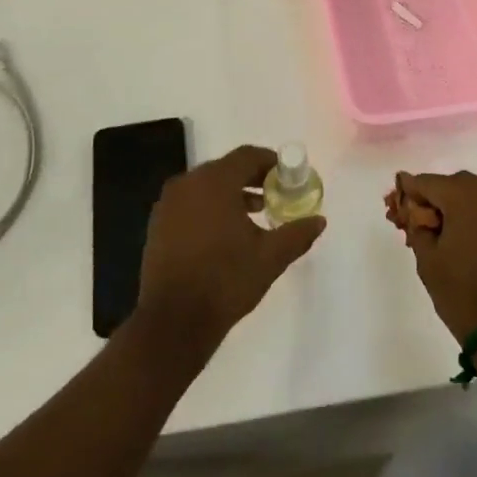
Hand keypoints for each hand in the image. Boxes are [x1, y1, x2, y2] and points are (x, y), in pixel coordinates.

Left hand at [137, 145, 325, 352]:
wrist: (174, 321)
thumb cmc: (225, 281)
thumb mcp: (270, 258)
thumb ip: (296, 234)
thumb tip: (319, 220)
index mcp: (215, 182)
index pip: (247, 156)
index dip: (270, 162)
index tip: (287, 177)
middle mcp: (187, 183)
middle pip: (226, 168)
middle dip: (252, 178)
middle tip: (274, 195)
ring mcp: (168, 204)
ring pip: (206, 186)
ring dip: (231, 193)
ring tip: (255, 215)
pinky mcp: (158, 224)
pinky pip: (190, 203)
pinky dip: (210, 207)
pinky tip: (225, 233)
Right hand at [389, 170, 476, 341]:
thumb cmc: (461, 292)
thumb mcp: (427, 259)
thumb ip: (417, 226)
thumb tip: (415, 212)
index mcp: (463, 197)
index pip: (427, 182)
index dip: (410, 191)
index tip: (397, 205)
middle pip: (454, 184)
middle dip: (435, 198)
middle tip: (420, 222)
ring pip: (476, 195)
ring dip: (458, 205)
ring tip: (445, 232)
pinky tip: (468, 238)